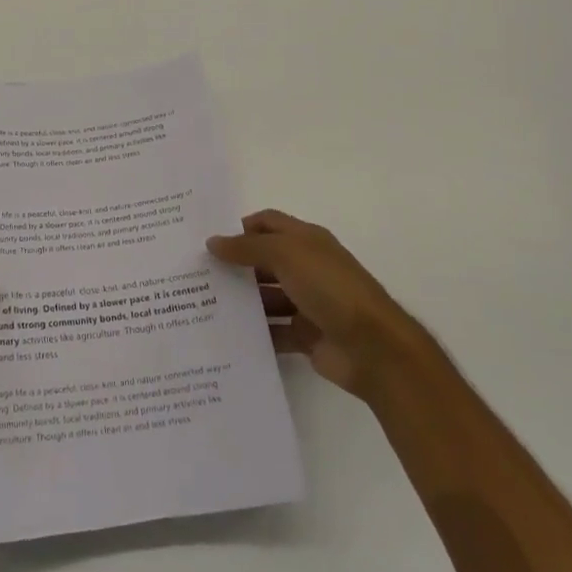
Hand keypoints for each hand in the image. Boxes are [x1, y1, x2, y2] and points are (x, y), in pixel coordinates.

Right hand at [209, 209, 426, 400]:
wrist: (374, 348)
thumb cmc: (330, 288)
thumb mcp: (286, 255)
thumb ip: (248, 247)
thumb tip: (213, 242)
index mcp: (306, 241)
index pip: (268, 223)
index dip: (240, 227)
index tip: (209, 241)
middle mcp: (307, 268)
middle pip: (264, 261)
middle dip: (235, 265)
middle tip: (198, 275)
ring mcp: (308, 303)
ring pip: (267, 297)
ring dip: (242, 301)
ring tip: (204, 306)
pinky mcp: (307, 336)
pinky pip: (274, 331)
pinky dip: (255, 333)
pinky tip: (227, 336)